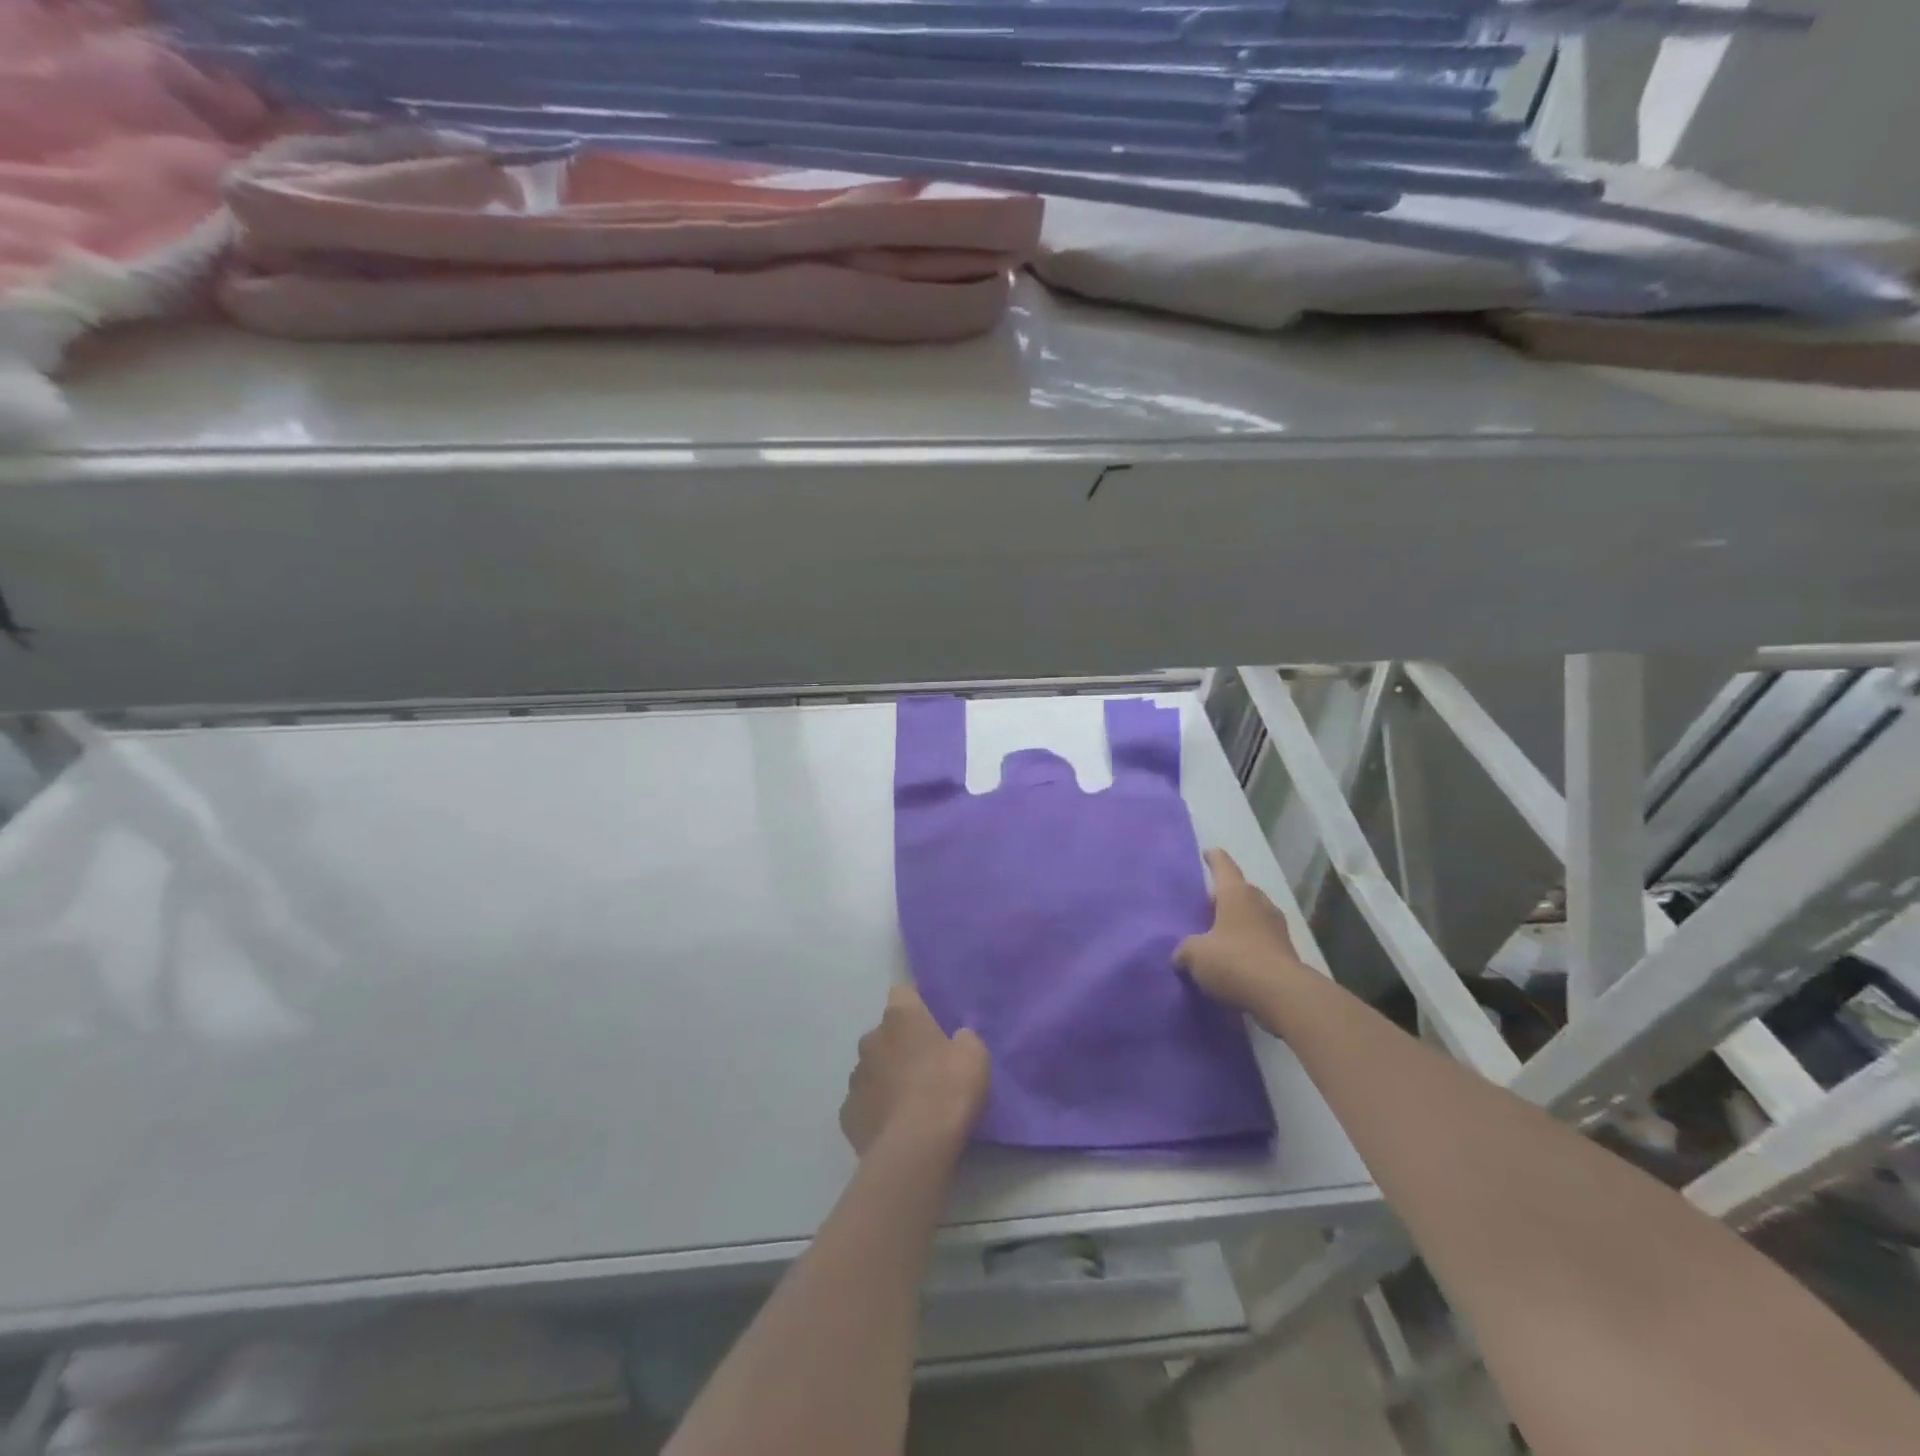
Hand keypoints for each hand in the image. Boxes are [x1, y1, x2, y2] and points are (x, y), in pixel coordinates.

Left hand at [841, 985, 990, 1155]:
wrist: (915, 1149)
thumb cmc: (948, 1091)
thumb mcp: (975, 1057)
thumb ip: (965, 1039)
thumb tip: (957, 1038)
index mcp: (901, 1017)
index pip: (903, 992)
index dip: (917, 1004)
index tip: (932, 1021)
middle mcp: (871, 1039)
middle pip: (886, 1033)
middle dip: (901, 1045)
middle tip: (926, 1067)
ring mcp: (855, 1076)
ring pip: (872, 1068)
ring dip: (887, 1077)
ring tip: (910, 1102)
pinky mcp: (847, 1113)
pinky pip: (864, 1102)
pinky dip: (877, 1109)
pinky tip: (894, 1127)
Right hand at [1176, 849, 1307, 1011]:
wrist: (1282, 995)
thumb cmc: (1234, 961)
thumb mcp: (1195, 955)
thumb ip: (1185, 950)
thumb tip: (1181, 955)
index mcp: (1236, 894)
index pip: (1223, 866)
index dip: (1214, 858)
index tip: (1208, 852)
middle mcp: (1259, 903)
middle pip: (1240, 891)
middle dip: (1225, 896)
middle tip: (1207, 904)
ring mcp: (1277, 927)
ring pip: (1253, 915)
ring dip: (1238, 921)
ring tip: (1219, 933)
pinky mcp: (1286, 952)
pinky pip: (1262, 939)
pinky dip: (1249, 944)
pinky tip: (1236, 959)